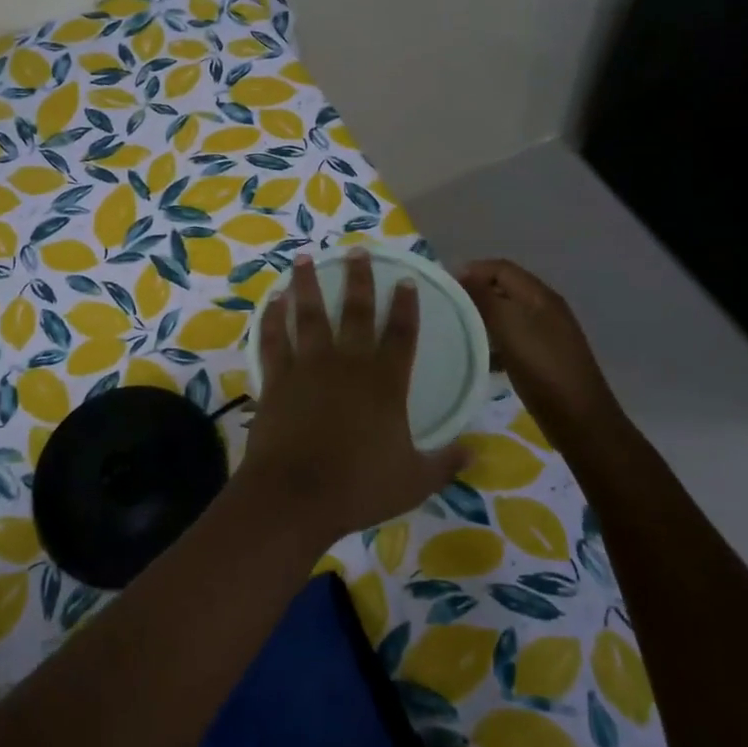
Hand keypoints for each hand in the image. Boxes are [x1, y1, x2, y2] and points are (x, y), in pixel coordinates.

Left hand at [243, 251, 466, 545]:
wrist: (295, 496)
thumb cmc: (358, 488)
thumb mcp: (414, 481)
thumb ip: (444, 462)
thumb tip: (474, 451)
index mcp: (384, 383)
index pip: (401, 334)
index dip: (406, 306)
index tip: (406, 280)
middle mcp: (347, 364)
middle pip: (355, 312)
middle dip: (359, 279)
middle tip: (357, 251)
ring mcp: (307, 367)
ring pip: (309, 315)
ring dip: (308, 284)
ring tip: (305, 257)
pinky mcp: (276, 378)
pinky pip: (273, 340)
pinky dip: (272, 318)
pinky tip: (273, 301)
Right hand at [459, 258, 616, 427]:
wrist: (580, 420)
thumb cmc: (542, 368)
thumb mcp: (509, 328)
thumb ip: (485, 298)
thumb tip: (462, 272)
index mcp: (540, 296)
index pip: (501, 268)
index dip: (472, 271)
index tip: (444, 287)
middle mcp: (546, 308)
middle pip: (505, 288)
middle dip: (476, 293)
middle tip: (447, 308)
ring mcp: (547, 333)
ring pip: (508, 314)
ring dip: (483, 317)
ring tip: (457, 330)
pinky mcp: (544, 356)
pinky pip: (513, 337)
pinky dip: (495, 340)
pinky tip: (481, 356)